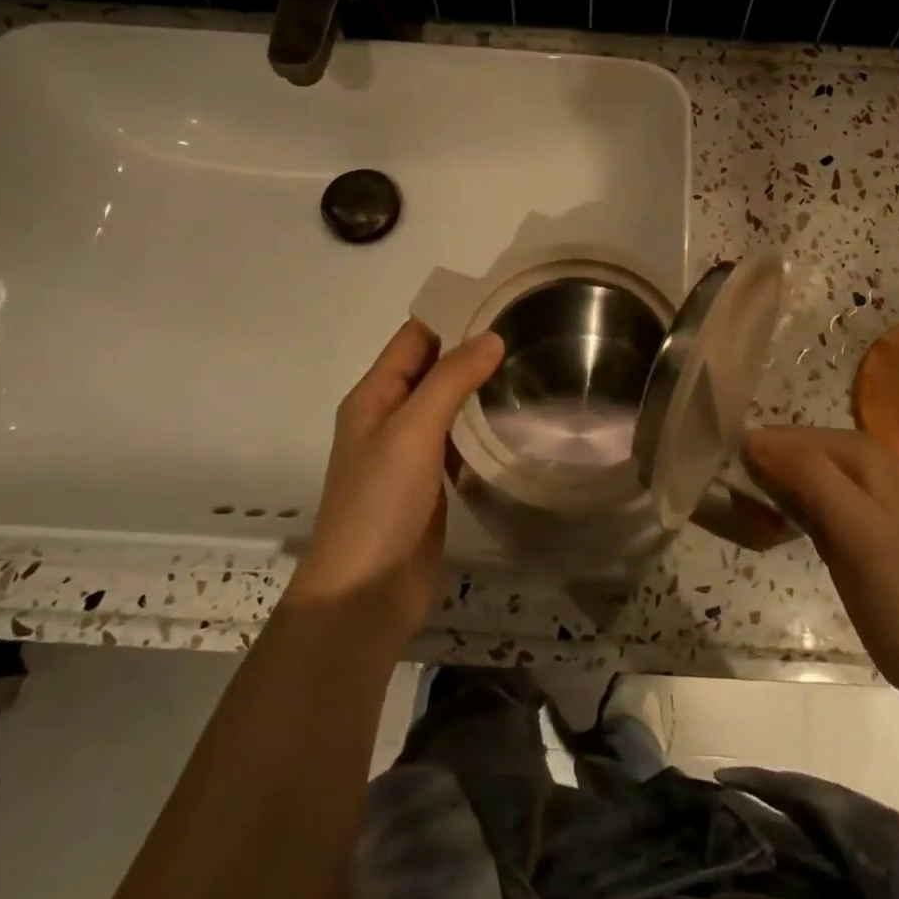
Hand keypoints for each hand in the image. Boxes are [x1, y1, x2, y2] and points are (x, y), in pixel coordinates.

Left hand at [287, 320, 503, 648]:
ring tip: (532, 370)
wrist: (365, 593)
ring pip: (448, 406)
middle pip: (432, 369)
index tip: (501, 305)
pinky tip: (517, 423)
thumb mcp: (412, 431)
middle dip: (472, 352)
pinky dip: (482, 428)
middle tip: (529, 336)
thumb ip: (450, 380)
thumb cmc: (380, 504)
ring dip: (480, 390)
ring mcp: (410, 453)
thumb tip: (491, 337)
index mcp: (374, 396)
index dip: (451, 319)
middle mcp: (389, 417)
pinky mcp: (430, 483)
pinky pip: (458, 442)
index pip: (414, 339)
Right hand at [742, 427, 898, 692]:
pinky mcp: (840, 525)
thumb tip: (747, 438)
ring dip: (759, 495)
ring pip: (785, 477)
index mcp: (860, 450)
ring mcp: (848, 495)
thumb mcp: (854, 526)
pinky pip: (794, 503)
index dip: (751, 455)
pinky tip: (762, 532)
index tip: (720, 486)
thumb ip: (806, 475)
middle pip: (783, 452)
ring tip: (740, 522)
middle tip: (731, 512)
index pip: (783, 434)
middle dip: (753, 475)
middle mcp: (854, 461)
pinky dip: (773, 514)